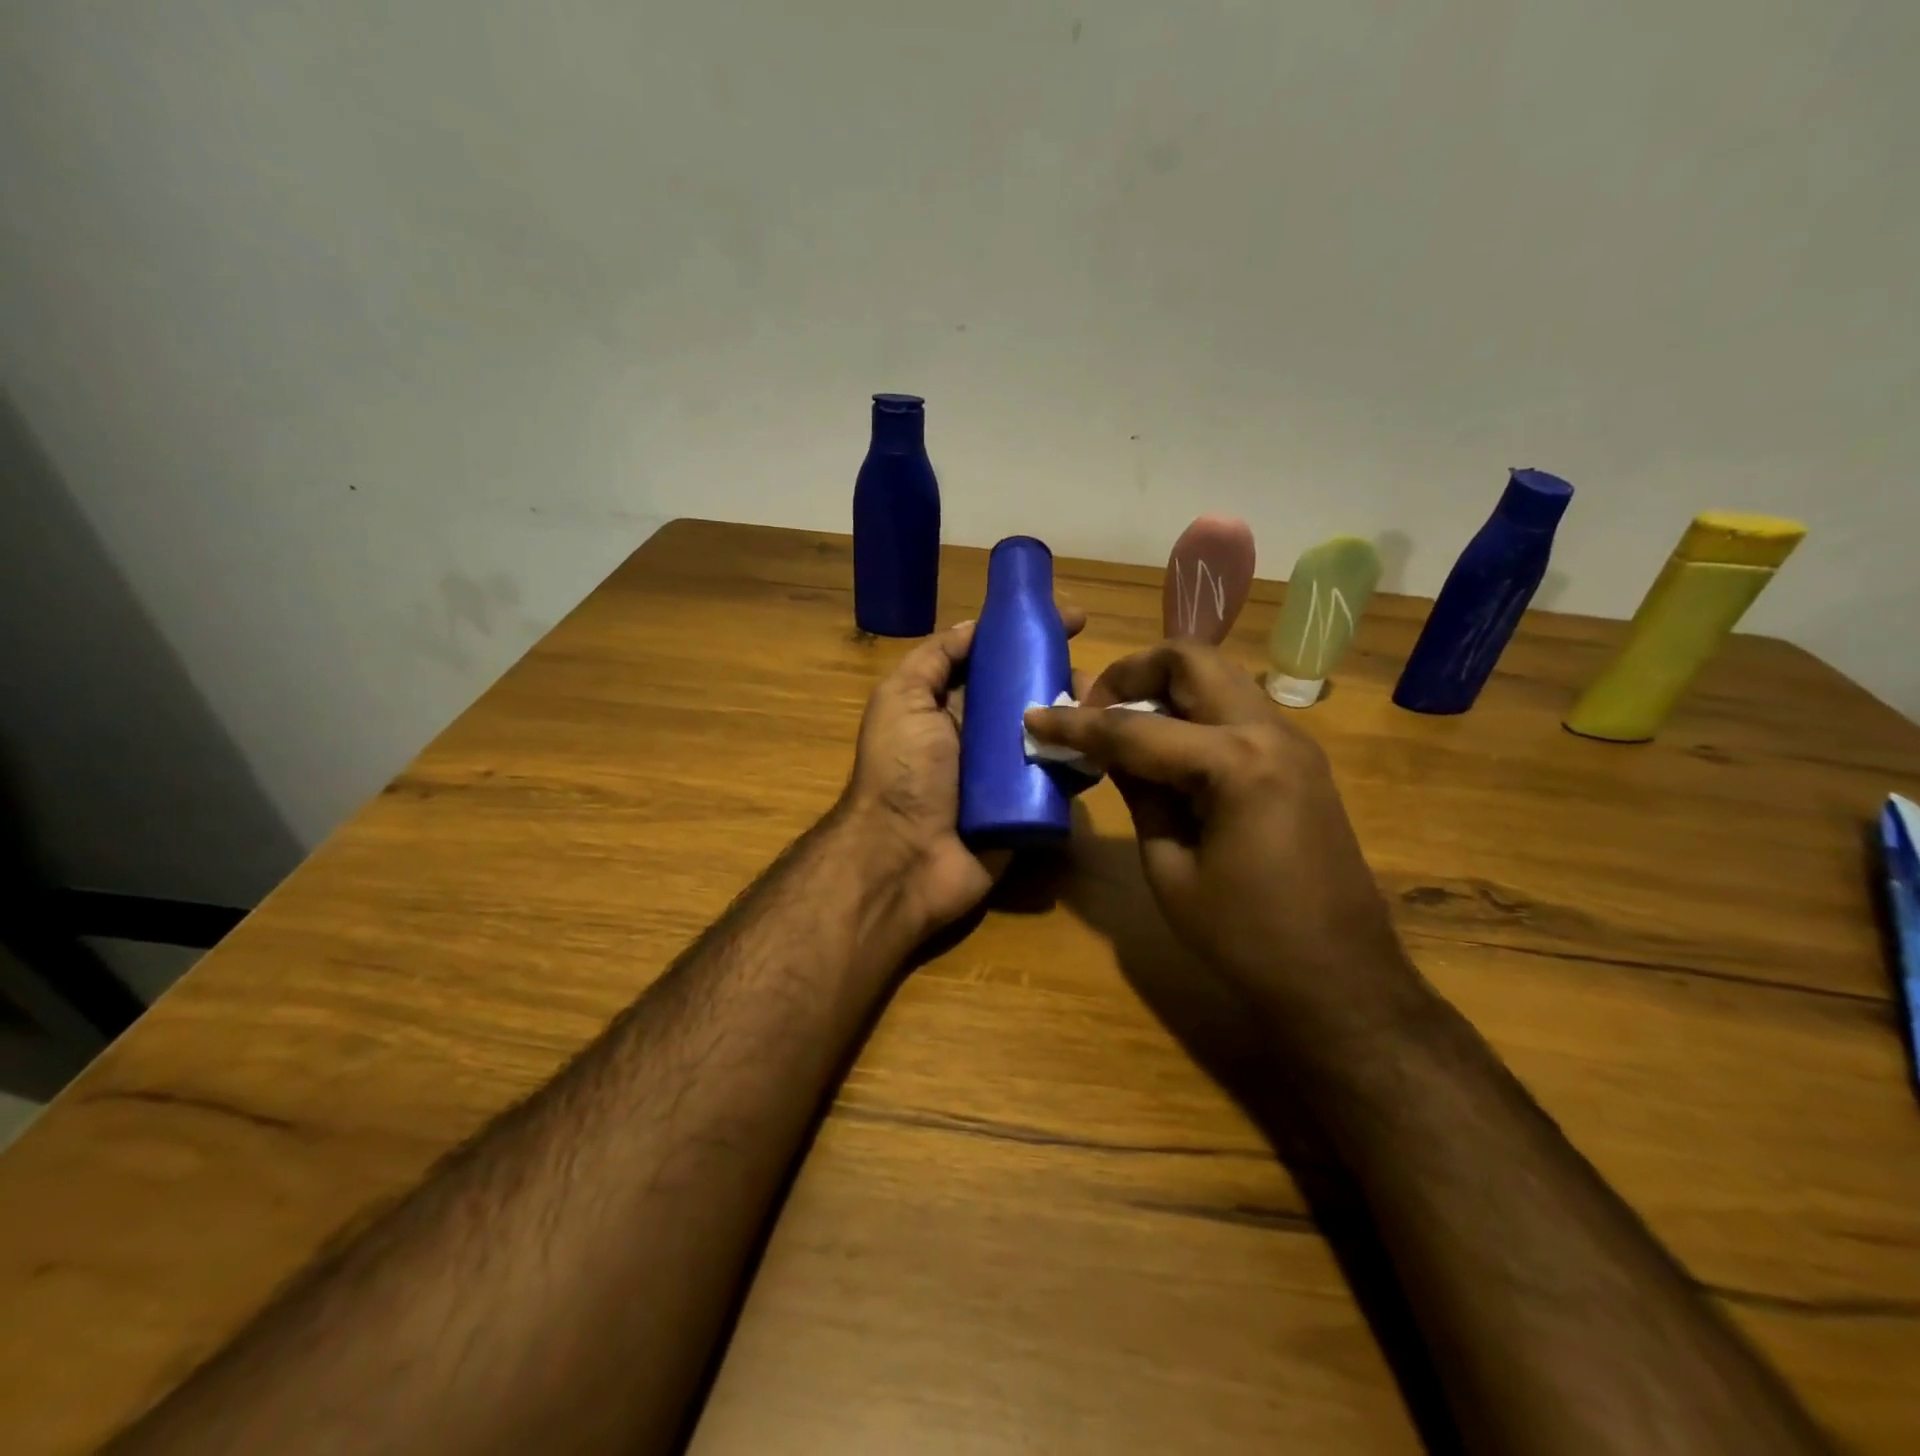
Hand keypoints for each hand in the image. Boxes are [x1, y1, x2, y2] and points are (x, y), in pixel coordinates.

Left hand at [841, 606, 1086, 935]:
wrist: (904, 859)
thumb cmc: (901, 771)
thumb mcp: (902, 699)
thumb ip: (934, 659)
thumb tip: (976, 626)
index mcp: (951, 706)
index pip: (998, 660)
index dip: (1031, 636)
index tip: (1073, 619)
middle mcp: (982, 735)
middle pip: (1032, 694)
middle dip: (1065, 676)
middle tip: (1096, 676)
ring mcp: (1008, 774)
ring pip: (1055, 734)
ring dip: (1082, 717)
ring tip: (1106, 708)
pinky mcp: (1029, 808)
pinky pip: (1063, 779)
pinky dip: (1085, 762)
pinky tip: (1107, 747)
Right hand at [1024, 641, 1418, 1035]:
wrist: (1341, 981)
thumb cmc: (1245, 938)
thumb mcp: (1169, 868)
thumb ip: (1139, 793)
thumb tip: (1107, 750)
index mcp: (1235, 764)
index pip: (1135, 728)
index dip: (1076, 724)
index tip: (1034, 716)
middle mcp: (1270, 732)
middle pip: (1191, 660)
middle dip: (1131, 672)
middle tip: (1093, 708)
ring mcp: (1292, 742)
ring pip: (1217, 677)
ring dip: (1164, 688)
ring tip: (1122, 727)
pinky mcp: (1299, 760)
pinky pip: (1236, 710)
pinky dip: (1193, 712)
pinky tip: (1164, 751)